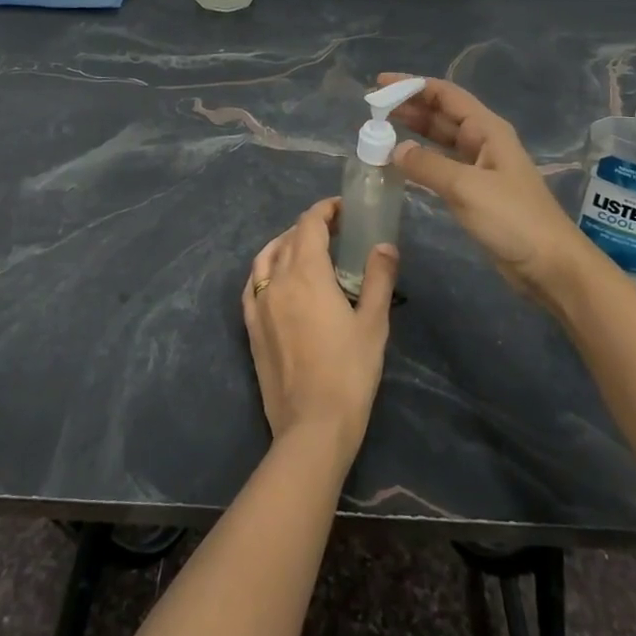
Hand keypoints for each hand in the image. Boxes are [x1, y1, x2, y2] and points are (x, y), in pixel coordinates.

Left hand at [241, 199, 396, 452]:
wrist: (312, 426)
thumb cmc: (350, 372)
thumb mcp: (373, 323)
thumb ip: (378, 278)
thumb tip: (384, 245)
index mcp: (307, 273)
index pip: (309, 224)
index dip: (325, 210)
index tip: (343, 209)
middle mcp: (277, 280)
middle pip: (289, 238)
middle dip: (311, 226)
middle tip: (337, 231)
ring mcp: (259, 304)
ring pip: (266, 257)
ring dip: (285, 243)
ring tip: (306, 248)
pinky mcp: (251, 327)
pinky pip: (252, 284)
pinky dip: (266, 269)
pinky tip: (277, 278)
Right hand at [380, 73, 596, 309]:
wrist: (549, 265)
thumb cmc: (512, 219)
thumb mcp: (466, 187)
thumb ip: (427, 165)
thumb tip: (394, 149)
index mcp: (487, 130)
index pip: (446, 95)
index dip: (413, 86)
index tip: (380, 85)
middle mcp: (483, 142)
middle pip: (442, 114)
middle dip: (409, 107)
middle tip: (373, 108)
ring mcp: (480, 167)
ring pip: (440, 140)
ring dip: (413, 132)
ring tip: (380, 130)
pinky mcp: (475, 192)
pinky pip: (442, 165)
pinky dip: (420, 160)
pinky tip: (401, 164)